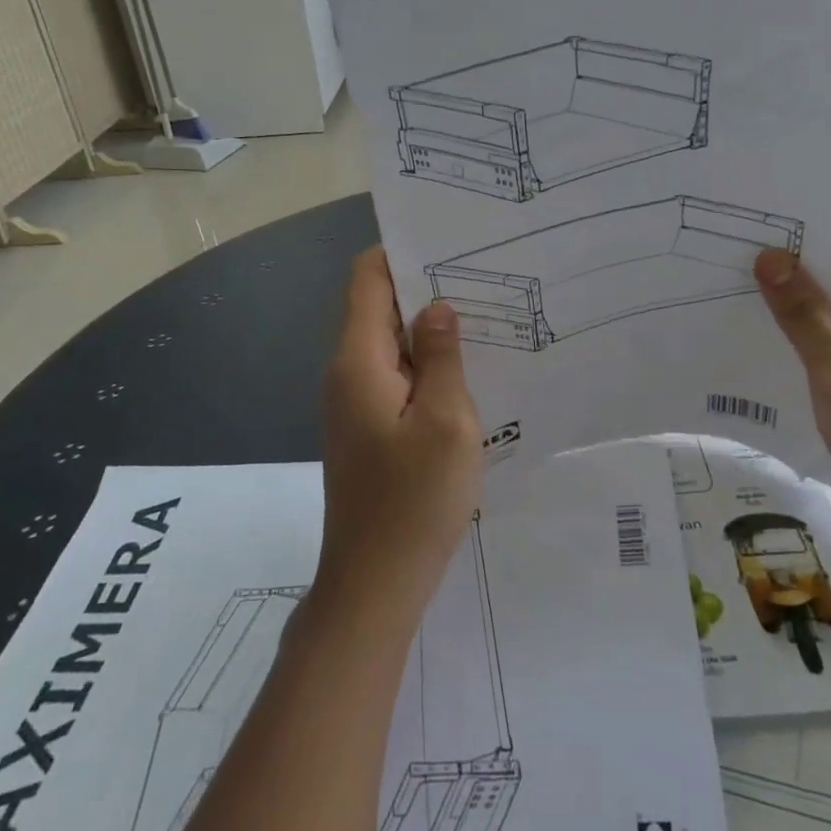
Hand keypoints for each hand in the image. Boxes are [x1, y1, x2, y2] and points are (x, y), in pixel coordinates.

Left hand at [318, 249, 482, 624]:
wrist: (374, 584)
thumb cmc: (414, 501)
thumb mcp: (446, 422)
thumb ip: (442, 357)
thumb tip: (436, 307)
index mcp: (357, 362)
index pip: (366, 279)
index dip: (401, 254)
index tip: (450, 245)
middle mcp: (346, 374)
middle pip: (378, 309)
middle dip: (425, 290)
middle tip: (484, 279)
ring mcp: (353, 404)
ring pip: (390, 346)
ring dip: (429, 332)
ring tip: (483, 319)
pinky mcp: (366, 430)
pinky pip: (394, 379)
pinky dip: (425, 367)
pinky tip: (465, 373)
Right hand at [754, 247, 830, 569]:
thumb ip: (803, 311)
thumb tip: (768, 257)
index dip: (811, 238)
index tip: (759, 226)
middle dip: (792, 275)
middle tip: (732, 255)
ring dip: (790, 313)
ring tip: (731, 292)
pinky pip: (828, 354)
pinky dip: (797, 347)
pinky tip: (753, 341)